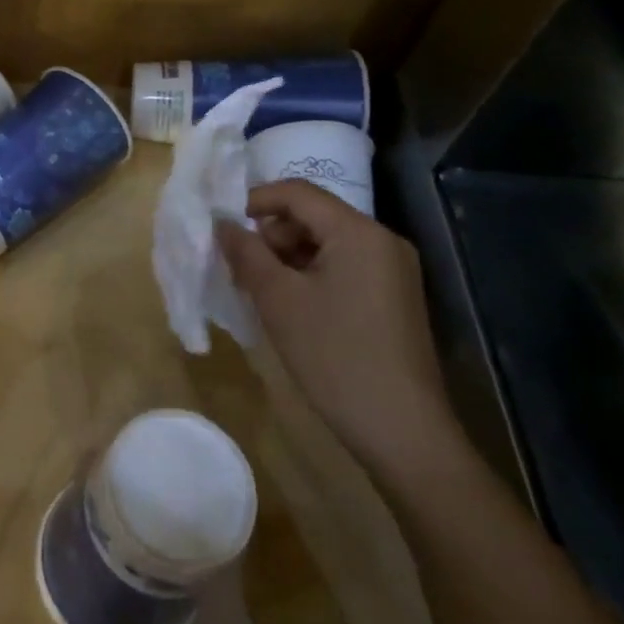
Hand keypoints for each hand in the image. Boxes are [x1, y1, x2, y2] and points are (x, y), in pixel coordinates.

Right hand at [217, 181, 457, 474]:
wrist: (402, 430)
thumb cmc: (334, 355)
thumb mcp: (278, 300)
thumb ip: (246, 253)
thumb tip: (222, 223)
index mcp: (358, 232)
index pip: (297, 193)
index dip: (254, 200)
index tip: (221, 226)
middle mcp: (382, 241)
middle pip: (314, 215)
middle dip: (270, 233)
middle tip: (238, 265)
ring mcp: (393, 270)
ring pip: (326, 243)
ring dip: (287, 256)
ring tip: (258, 289)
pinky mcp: (393, 297)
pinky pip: (343, 267)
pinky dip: (310, 275)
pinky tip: (289, 305)